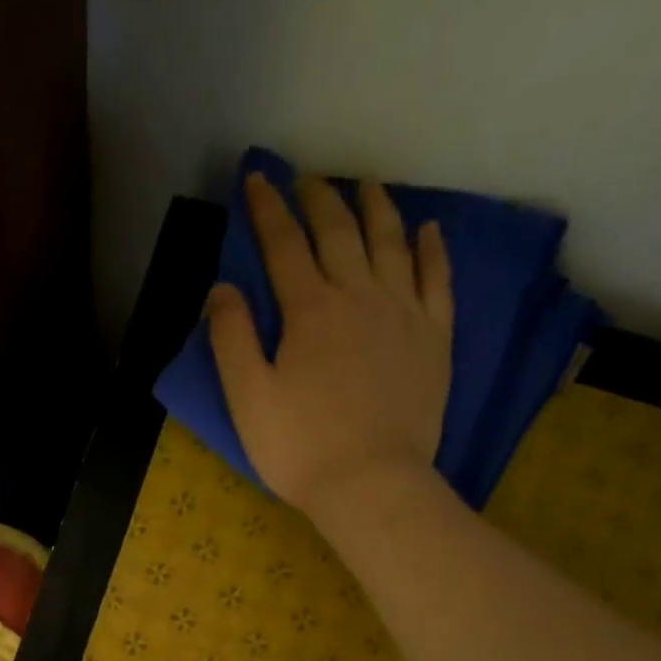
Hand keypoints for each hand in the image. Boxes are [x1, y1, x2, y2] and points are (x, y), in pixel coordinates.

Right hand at [208, 171, 454, 517]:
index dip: (268, 209)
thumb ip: (232, 340)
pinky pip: (437, 280)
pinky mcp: (434, 338)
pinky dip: (431, 250)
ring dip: (376, 209)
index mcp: (309, 311)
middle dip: (319, 199)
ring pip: (391, 244)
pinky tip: (427, 230)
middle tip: (308, 179)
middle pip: (339, 233)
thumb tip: (223, 289)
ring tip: (367, 186)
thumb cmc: (300, 448)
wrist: (370, 483)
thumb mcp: (249, 400)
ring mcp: (403, 313)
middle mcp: (359, 296)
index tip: (258, 178)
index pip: (284, 245)